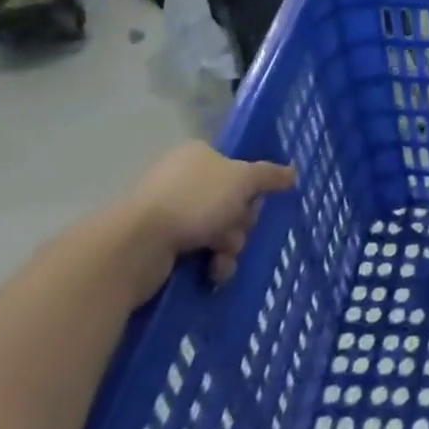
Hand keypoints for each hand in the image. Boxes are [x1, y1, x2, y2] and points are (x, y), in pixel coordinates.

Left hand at [110, 141, 296, 299]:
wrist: (135, 246)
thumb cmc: (194, 202)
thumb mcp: (243, 180)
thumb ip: (269, 175)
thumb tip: (292, 172)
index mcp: (198, 155)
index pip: (237, 168)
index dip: (251, 188)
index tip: (257, 203)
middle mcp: (182, 180)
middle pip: (230, 202)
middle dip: (240, 224)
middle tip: (237, 234)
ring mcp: (167, 213)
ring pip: (216, 230)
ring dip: (228, 248)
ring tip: (222, 260)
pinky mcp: (157, 245)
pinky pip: (196, 252)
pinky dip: (209, 263)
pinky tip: (212, 273)